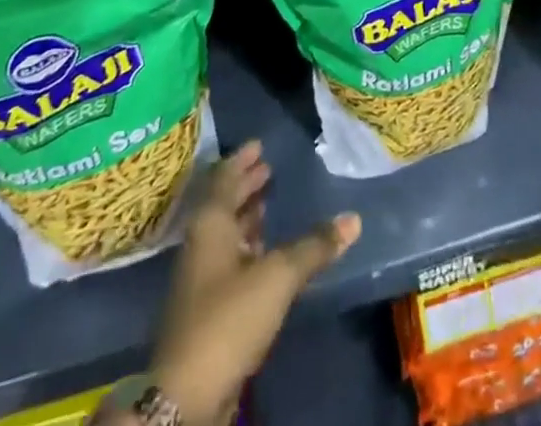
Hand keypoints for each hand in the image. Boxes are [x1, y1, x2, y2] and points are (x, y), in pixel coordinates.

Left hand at [145, 142, 360, 425]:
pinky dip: (247, 247)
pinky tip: (266, 251)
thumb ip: (314, 246)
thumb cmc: (228, 318)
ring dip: (246, 216)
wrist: (186, 395)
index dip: (241, 160)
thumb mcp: (277, 276)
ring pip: (225, 233)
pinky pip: (229, 260)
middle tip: (268, 167)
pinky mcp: (206, 308)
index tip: (259, 144)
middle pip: (223, 204)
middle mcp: (201, 243)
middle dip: (245, 185)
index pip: (224, 178)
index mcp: (211, 224)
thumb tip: (353, 218)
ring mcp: (200, 277)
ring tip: (270, 201)